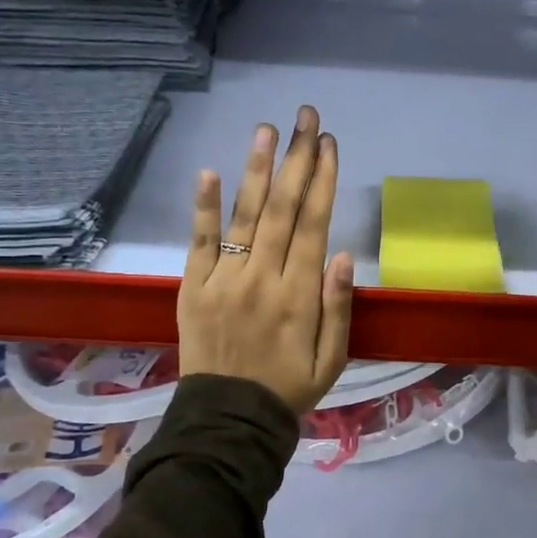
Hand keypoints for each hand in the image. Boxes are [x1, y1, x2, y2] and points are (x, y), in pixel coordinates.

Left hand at [178, 105, 354, 414]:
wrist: (229, 420)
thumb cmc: (289, 388)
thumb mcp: (333, 359)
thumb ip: (339, 307)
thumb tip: (343, 254)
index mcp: (300, 295)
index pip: (313, 224)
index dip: (323, 181)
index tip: (329, 144)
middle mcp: (262, 278)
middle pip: (283, 208)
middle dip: (297, 159)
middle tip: (305, 117)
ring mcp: (223, 280)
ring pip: (245, 215)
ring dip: (257, 169)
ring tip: (267, 129)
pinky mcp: (193, 288)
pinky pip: (200, 242)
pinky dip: (204, 207)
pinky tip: (210, 172)